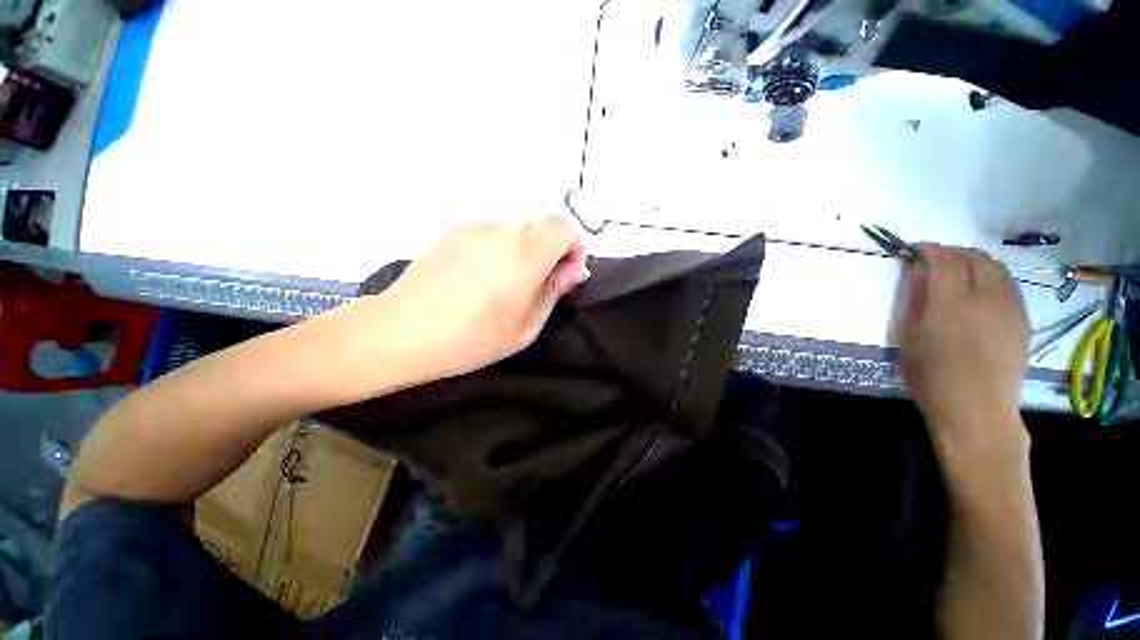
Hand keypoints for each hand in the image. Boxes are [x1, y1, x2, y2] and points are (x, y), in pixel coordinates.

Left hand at [334, 216, 589, 387]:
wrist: (401, 331)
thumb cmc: (472, 338)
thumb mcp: (526, 325)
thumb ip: (554, 290)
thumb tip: (576, 269)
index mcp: (525, 253)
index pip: (563, 227)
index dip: (572, 247)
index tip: (565, 274)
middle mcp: (501, 230)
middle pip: (540, 227)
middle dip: (549, 252)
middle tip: (535, 286)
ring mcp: (473, 227)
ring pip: (515, 231)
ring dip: (522, 252)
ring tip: (501, 286)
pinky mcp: (451, 230)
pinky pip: (490, 235)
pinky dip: (497, 251)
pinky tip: (476, 279)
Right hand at [893, 245, 1029, 447]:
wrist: (977, 411)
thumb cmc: (931, 377)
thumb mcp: (909, 338)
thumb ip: (914, 301)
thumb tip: (916, 273)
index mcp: (951, 304)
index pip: (943, 260)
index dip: (927, 249)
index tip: (913, 249)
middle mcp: (986, 298)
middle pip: (975, 258)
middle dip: (953, 252)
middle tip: (934, 260)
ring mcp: (1010, 308)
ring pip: (996, 268)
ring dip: (974, 262)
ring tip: (958, 273)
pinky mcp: (1022, 320)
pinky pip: (1008, 285)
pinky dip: (991, 278)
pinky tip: (979, 292)